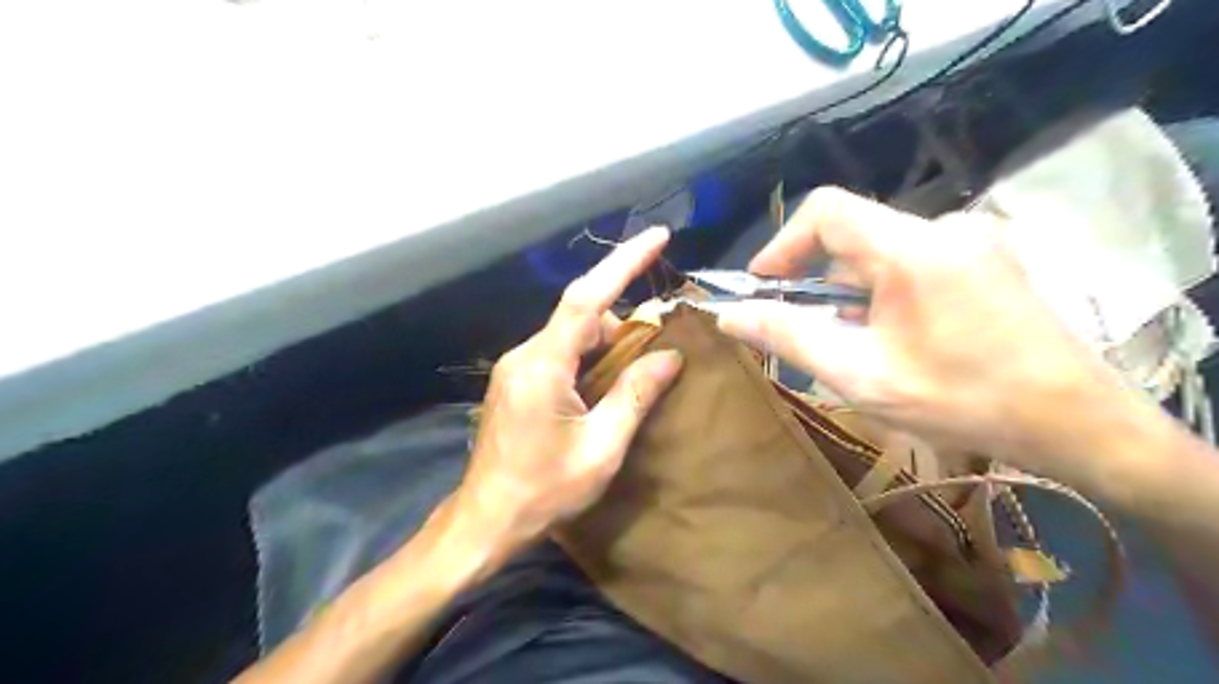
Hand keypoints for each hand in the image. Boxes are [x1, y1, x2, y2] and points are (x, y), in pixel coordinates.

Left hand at [458, 228, 682, 559]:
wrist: (486, 520)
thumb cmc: (544, 491)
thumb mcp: (601, 448)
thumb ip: (635, 395)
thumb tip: (670, 357)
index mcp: (544, 365)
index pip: (587, 297)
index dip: (623, 262)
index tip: (657, 236)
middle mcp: (526, 354)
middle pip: (581, 315)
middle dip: (624, 323)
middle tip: (657, 349)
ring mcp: (517, 366)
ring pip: (571, 333)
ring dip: (607, 343)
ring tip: (634, 375)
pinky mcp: (517, 380)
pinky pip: (560, 351)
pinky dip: (589, 355)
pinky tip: (604, 383)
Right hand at [716, 189, 1127, 470]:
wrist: (1078, 424)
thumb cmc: (962, 401)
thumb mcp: (860, 375)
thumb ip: (789, 337)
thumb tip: (730, 314)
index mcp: (912, 248)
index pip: (827, 210)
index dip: (784, 242)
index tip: (763, 285)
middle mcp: (944, 228)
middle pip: (854, 233)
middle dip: (818, 279)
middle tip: (807, 330)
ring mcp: (973, 241)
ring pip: (882, 250)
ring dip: (852, 291)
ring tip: (857, 345)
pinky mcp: (988, 258)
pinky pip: (914, 261)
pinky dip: (885, 291)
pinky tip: (897, 336)